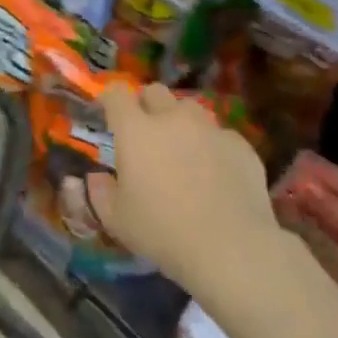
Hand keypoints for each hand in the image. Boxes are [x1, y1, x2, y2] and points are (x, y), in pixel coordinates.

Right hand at [87, 84, 280, 297]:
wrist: (231, 246)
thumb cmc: (163, 231)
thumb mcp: (118, 220)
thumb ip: (101, 193)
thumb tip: (97, 178)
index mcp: (136, 131)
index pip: (117, 95)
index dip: (110, 99)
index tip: (107, 112)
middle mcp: (172, 119)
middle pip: (156, 91)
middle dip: (147, 104)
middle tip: (146, 132)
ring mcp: (209, 128)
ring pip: (190, 110)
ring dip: (181, 122)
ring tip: (183, 151)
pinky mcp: (240, 145)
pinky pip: (220, 135)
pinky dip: (212, 147)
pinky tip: (216, 174)